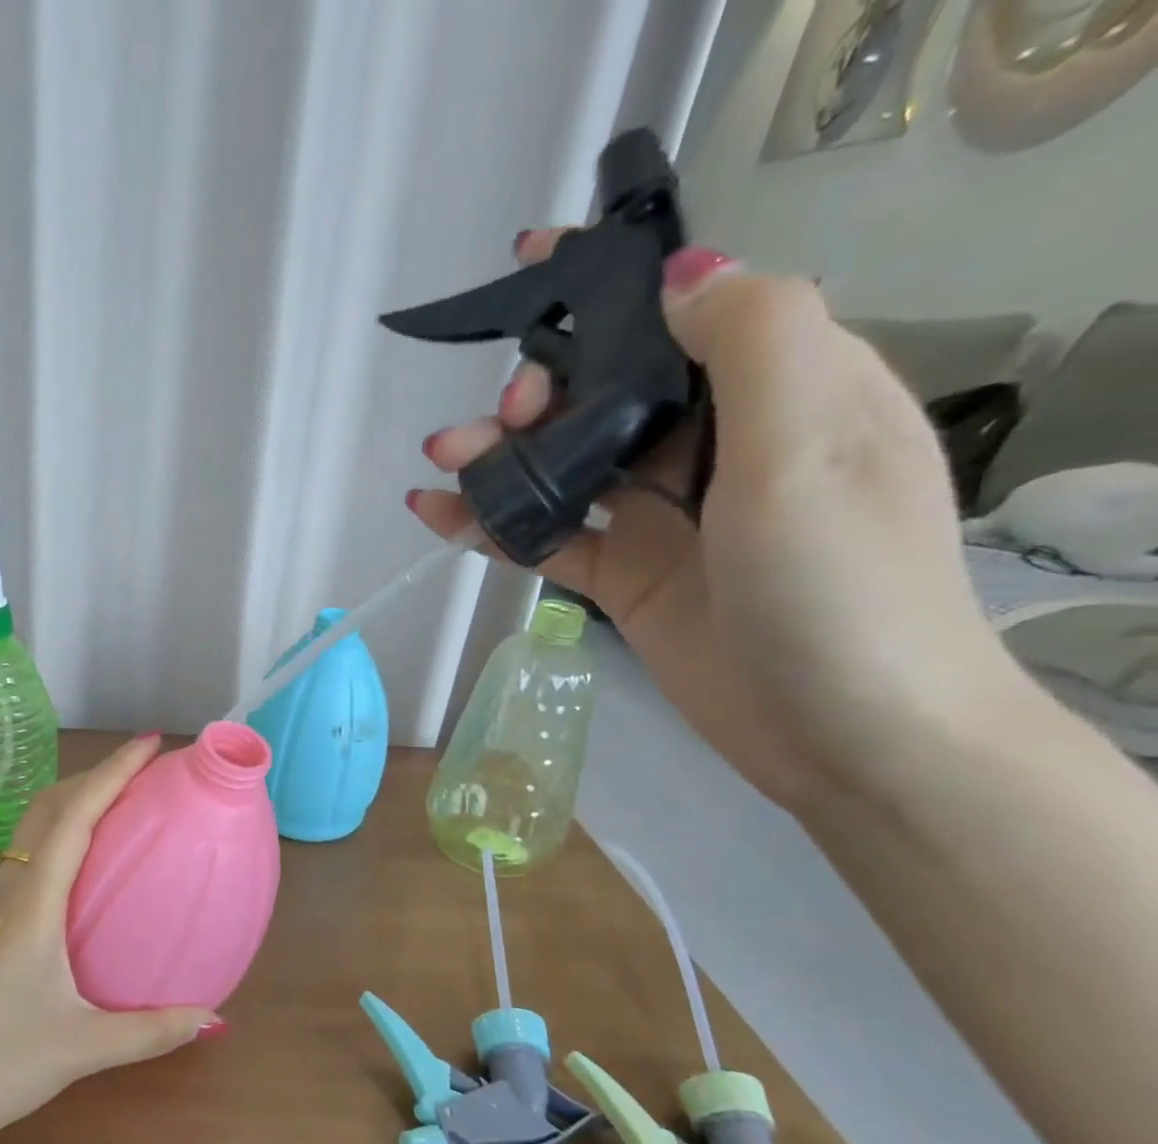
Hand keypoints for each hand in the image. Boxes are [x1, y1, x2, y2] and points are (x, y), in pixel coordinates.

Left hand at [0, 737, 217, 1143]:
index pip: (73, 818)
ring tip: (124, 801)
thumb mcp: (79, 1051)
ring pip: (33, 827)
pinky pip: (29, 854)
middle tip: (146, 769)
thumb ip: (151, 1033)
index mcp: (31, 908)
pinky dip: (62, 832)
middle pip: (49, 807)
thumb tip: (214, 1017)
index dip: (112, 772)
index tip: (150, 744)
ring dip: (76, 799)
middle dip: (96, 774)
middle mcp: (9, 891)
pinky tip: (88, 860)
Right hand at [410, 235, 1009, 810]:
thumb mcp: (814, 447)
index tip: (532, 264)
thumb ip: (754, 341)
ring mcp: (667, 517)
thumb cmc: (841, 588)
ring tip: (444, 460)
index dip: (611, 286)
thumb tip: (679, 274)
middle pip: (610, 392)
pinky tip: (438, 514)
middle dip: (544, 388)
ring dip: (503, 456)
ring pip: (568, 465)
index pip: (686, 312)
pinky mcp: (627, 577)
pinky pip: (549, 535)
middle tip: (505, 414)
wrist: (846, 737)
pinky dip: (495, 523)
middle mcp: (720, 445)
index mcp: (784, 391)